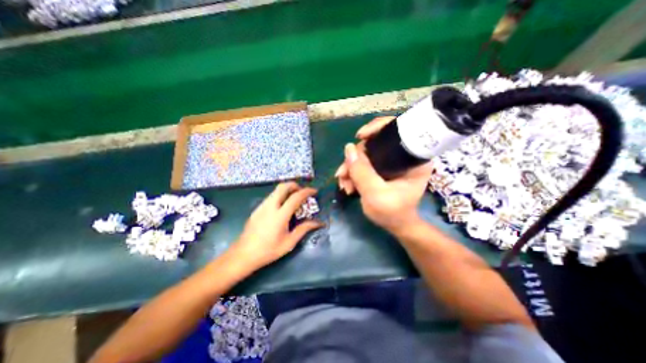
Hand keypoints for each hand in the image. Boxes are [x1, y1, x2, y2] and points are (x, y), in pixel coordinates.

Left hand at [231, 183, 321, 270]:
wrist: (243, 255)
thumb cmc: (268, 250)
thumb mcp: (289, 242)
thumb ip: (304, 229)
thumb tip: (318, 223)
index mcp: (280, 216)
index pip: (295, 197)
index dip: (306, 192)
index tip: (314, 191)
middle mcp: (270, 207)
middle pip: (283, 187)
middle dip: (295, 185)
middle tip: (302, 192)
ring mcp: (262, 206)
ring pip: (276, 190)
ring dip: (287, 190)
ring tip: (294, 199)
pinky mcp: (257, 209)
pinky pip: (271, 197)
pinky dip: (280, 196)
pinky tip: (282, 207)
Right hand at [335, 117, 430, 235]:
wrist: (394, 225)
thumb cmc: (392, 212)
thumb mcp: (376, 194)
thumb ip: (362, 172)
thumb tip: (348, 148)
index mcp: (414, 158)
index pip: (399, 129)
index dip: (378, 127)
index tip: (360, 137)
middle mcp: (403, 155)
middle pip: (376, 143)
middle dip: (356, 157)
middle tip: (343, 173)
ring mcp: (391, 162)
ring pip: (366, 154)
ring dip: (351, 167)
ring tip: (344, 184)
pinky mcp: (381, 168)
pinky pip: (364, 162)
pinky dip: (353, 171)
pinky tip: (347, 183)